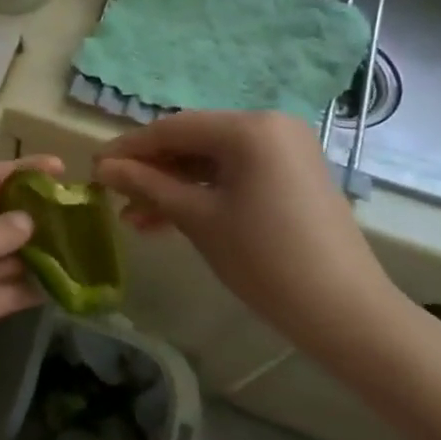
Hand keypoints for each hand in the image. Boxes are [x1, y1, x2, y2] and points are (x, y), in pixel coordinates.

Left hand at [0, 155, 64, 415]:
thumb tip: (28, 221)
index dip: (17, 170)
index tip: (58, 167)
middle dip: (31, 211)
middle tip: (78, 210)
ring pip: (3, 254)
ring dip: (36, 250)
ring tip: (81, 245)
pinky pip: (4, 290)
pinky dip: (30, 286)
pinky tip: (64, 283)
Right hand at [94, 111, 404, 354]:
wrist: (346, 313)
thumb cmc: (265, 259)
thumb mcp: (197, 218)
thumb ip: (147, 185)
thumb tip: (102, 167)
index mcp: (249, 127)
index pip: (172, 128)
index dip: (129, 149)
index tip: (94, 168)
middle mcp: (269, 126)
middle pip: (192, 142)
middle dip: (151, 172)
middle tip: (113, 196)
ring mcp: (284, 150)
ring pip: (210, 161)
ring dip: (172, 187)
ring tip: (134, 219)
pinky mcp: (291, 176)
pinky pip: (234, 175)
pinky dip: (202, 194)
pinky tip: (167, 219)